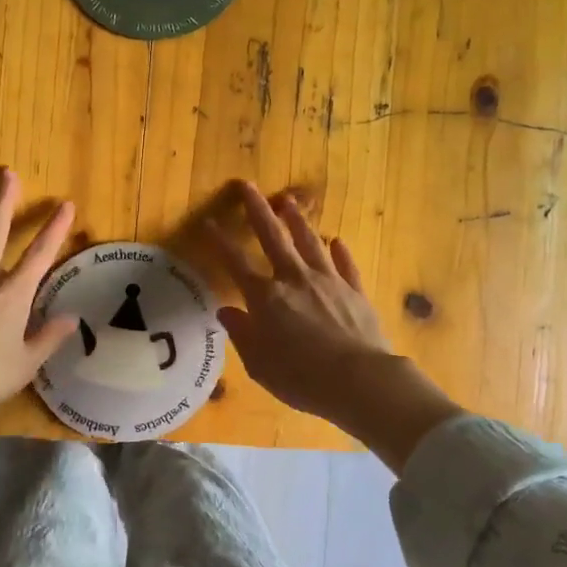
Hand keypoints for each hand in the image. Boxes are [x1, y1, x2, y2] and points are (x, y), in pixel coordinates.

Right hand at [207, 183, 390, 417]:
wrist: (358, 379)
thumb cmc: (300, 377)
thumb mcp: (259, 363)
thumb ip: (241, 333)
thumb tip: (226, 311)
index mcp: (266, 297)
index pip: (235, 263)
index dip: (219, 242)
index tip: (208, 222)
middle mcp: (294, 279)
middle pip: (272, 237)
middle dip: (257, 209)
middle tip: (247, 186)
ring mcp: (328, 281)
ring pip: (309, 242)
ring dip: (297, 220)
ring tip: (288, 201)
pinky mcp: (355, 291)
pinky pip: (345, 265)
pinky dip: (339, 252)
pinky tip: (336, 241)